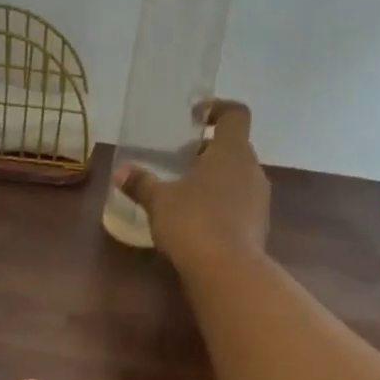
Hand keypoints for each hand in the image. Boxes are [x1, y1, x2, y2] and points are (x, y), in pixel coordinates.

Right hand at [115, 99, 269, 268]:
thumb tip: (121, 171)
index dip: (217, 109)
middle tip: (179, 160)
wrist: (227, 270)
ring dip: (214, 178)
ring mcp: (259, 198)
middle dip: (207, 150)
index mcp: (231, 151)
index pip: (235, 114)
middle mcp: (251, 169)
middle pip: (233, 147)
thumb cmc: (193, 222)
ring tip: (185, 193)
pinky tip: (197, 221)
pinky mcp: (258, 225)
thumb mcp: (159, 201)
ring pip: (236, 176)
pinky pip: (239, 203)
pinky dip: (220, 203)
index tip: (195, 116)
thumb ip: (141, 183)